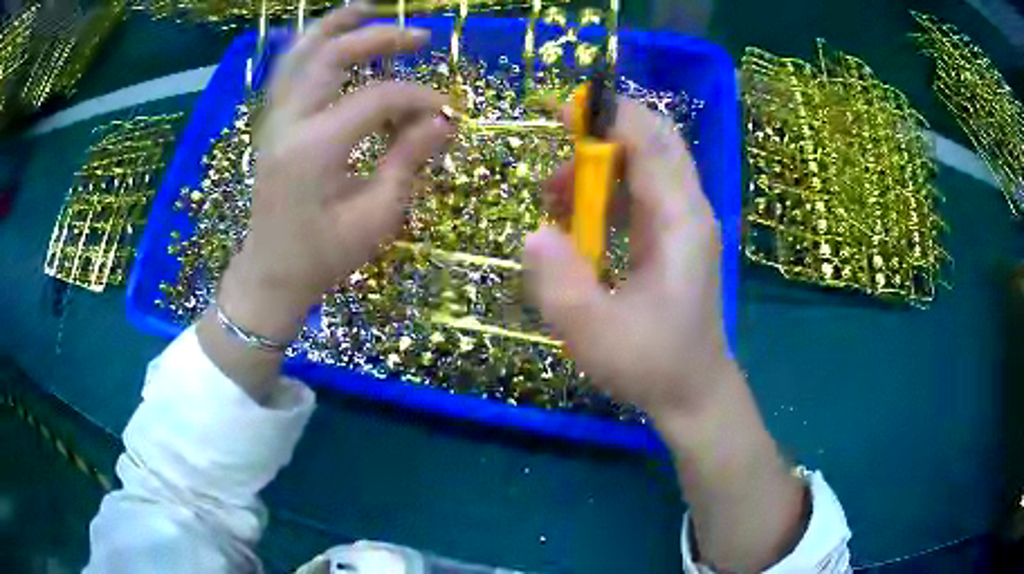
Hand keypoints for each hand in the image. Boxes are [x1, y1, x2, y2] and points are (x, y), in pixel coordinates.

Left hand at [221, 5, 454, 340]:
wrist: (271, 273)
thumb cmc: (324, 255)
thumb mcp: (376, 216)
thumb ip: (408, 159)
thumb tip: (442, 120)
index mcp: (316, 147)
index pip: (377, 98)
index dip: (418, 97)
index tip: (445, 111)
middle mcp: (289, 122)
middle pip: (333, 55)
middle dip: (379, 38)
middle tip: (418, 36)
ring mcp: (273, 120)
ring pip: (299, 53)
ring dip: (333, 25)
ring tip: (364, 6)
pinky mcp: (270, 125)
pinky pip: (285, 71)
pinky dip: (305, 46)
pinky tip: (323, 36)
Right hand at [525, 100, 808, 572]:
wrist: (695, 393)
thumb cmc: (652, 365)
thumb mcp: (594, 333)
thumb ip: (560, 282)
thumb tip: (534, 232)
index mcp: (680, 221)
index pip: (651, 139)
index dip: (607, 115)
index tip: (560, 110)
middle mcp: (689, 210)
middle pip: (657, 140)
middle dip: (606, 128)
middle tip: (557, 137)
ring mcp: (686, 223)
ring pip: (648, 164)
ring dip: (601, 163)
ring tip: (555, 195)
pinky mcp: (676, 239)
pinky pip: (643, 192)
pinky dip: (609, 188)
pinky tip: (578, 219)